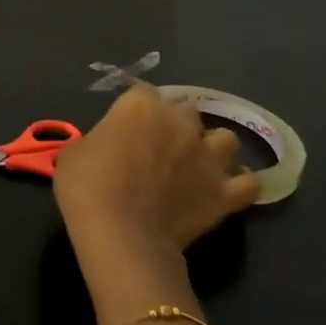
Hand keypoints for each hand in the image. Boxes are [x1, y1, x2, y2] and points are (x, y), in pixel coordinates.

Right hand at [53, 85, 258, 315]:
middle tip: (156, 146)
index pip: (143, 92)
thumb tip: (108, 147)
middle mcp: (181, 123)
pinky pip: (248, 183)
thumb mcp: (76, 151)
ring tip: (196, 164)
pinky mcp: (225, 193)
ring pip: (226, 139)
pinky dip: (239, 183)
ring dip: (212, 147)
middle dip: (174, 124)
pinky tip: (224, 188)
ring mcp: (208, 157)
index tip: (124, 125)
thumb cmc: (87, 185)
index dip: (134, 109)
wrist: (119, 233)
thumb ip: (99, 139)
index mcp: (141, 105)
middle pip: (186, 110)